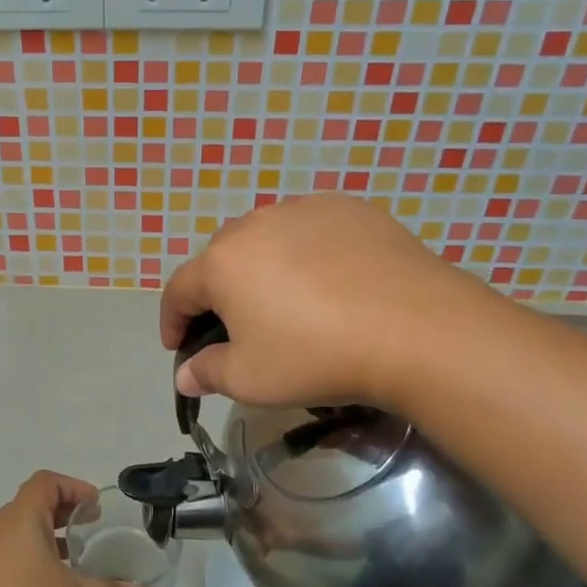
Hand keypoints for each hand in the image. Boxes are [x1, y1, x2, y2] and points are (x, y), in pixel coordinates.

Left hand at [0, 472, 158, 586]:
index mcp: (21, 516)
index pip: (47, 483)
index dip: (72, 488)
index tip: (93, 507)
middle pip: (31, 506)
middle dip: (61, 516)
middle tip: (86, 532)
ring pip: (16, 533)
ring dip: (42, 541)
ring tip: (67, 566)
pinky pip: (3, 556)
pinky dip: (24, 561)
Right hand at [161, 194, 477, 408]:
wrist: (414, 329)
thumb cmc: (316, 356)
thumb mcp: (251, 379)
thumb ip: (208, 372)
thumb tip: (185, 375)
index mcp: (222, 263)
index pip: (179, 290)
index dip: (172, 320)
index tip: (177, 345)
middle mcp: (254, 224)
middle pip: (221, 257)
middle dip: (217, 291)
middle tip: (235, 325)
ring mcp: (303, 209)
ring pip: (265, 236)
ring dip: (261, 265)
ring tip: (284, 297)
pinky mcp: (348, 208)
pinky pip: (310, 227)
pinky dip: (305, 249)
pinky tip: (328, 277)